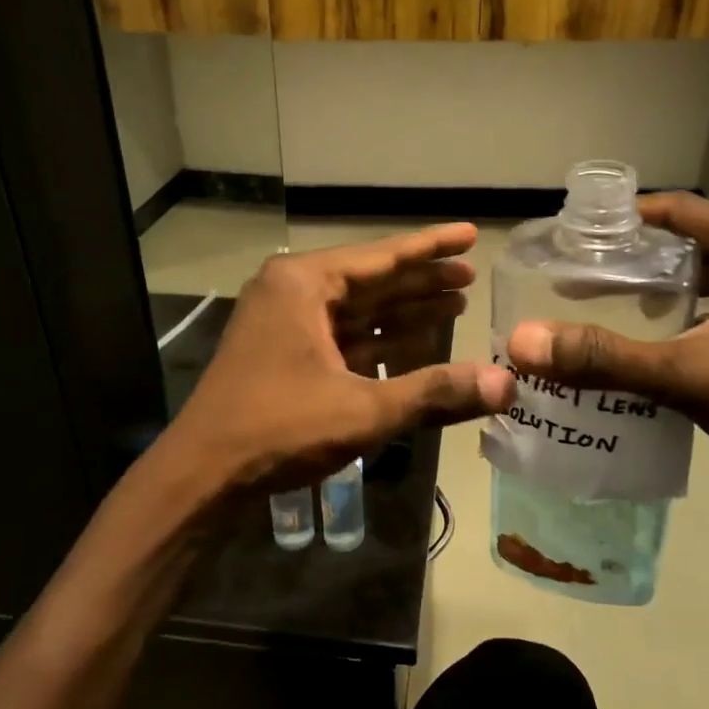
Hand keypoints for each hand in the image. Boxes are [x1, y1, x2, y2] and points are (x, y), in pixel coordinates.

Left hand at [167, 224, 514, 495]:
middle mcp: (292, 291)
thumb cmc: (279, 428)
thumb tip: (506, 385)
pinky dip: (377, 340)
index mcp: (303, 283)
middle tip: (471, 277)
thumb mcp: (363, 409)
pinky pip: (341, 336)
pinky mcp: (283, 352)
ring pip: (356, 310)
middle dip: (422, 281)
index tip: (471, 234)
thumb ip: (434, 392)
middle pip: (371, 280)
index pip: (382, 257)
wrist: (203, 474)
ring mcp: (284, 322)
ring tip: (455, 305)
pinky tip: (415, 343)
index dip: (432, 248)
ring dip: (403, 311)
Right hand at [505, 193, 708, 485]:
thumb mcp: (689, 375)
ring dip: (659, 289)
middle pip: (690, 243)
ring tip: (606, 307)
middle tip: (580, 276)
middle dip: (635, 258)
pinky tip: (652, 345)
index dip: (624, 218)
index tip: (576, 233)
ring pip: (707, 278)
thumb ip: (605, 358)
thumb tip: (524, 342)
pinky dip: (685, 317)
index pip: (679, 211)